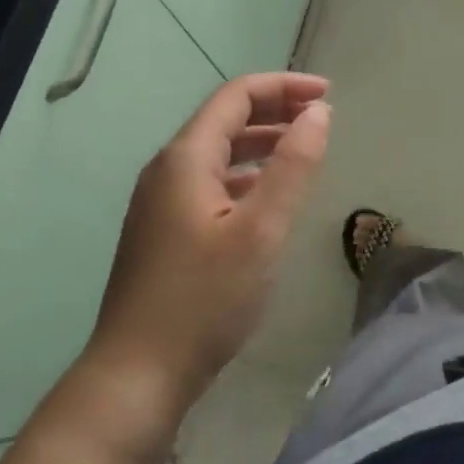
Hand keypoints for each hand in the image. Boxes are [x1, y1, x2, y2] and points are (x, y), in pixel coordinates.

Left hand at [87, 73, 330, 411]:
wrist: (135, 377)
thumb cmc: (203, 300)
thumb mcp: (261, 231)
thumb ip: (293, 166)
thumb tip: (318, 112)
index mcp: (186, 158)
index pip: (236, 96)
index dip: (283, 86)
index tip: (327, 93)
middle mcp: (167, 169)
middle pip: (224, 120)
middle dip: (274, 111)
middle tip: (320, 117)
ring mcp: (160, 202)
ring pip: (217, 154)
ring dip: (260, 143)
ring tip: (302, 150)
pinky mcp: (162, 231)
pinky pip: (209, 183)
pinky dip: (244, 176)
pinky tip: (266, 197)